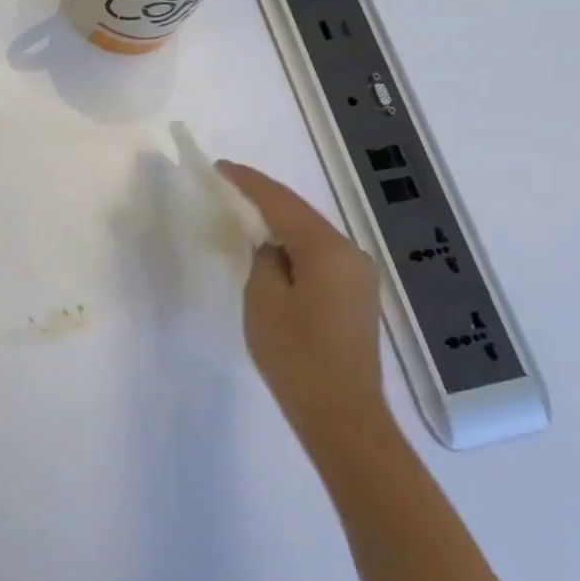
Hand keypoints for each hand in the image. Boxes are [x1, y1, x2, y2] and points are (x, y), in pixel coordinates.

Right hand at [217, 162, 387, 443]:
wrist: (341, 413)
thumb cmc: (296, 354)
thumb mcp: (264, 300)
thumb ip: (264, 261)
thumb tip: (271, 249)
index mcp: (327, 250)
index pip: (282, 203)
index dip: (249, 183)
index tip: (220, 167)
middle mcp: (351, 255)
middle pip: (301, 215)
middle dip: (265, 200)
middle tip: (228, 186)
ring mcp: (359, 277)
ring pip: (311, 237)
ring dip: (280, 225)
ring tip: (245, 215)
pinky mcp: (356, 297)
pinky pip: (320, 258)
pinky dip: (294, 248)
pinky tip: (273, 252)